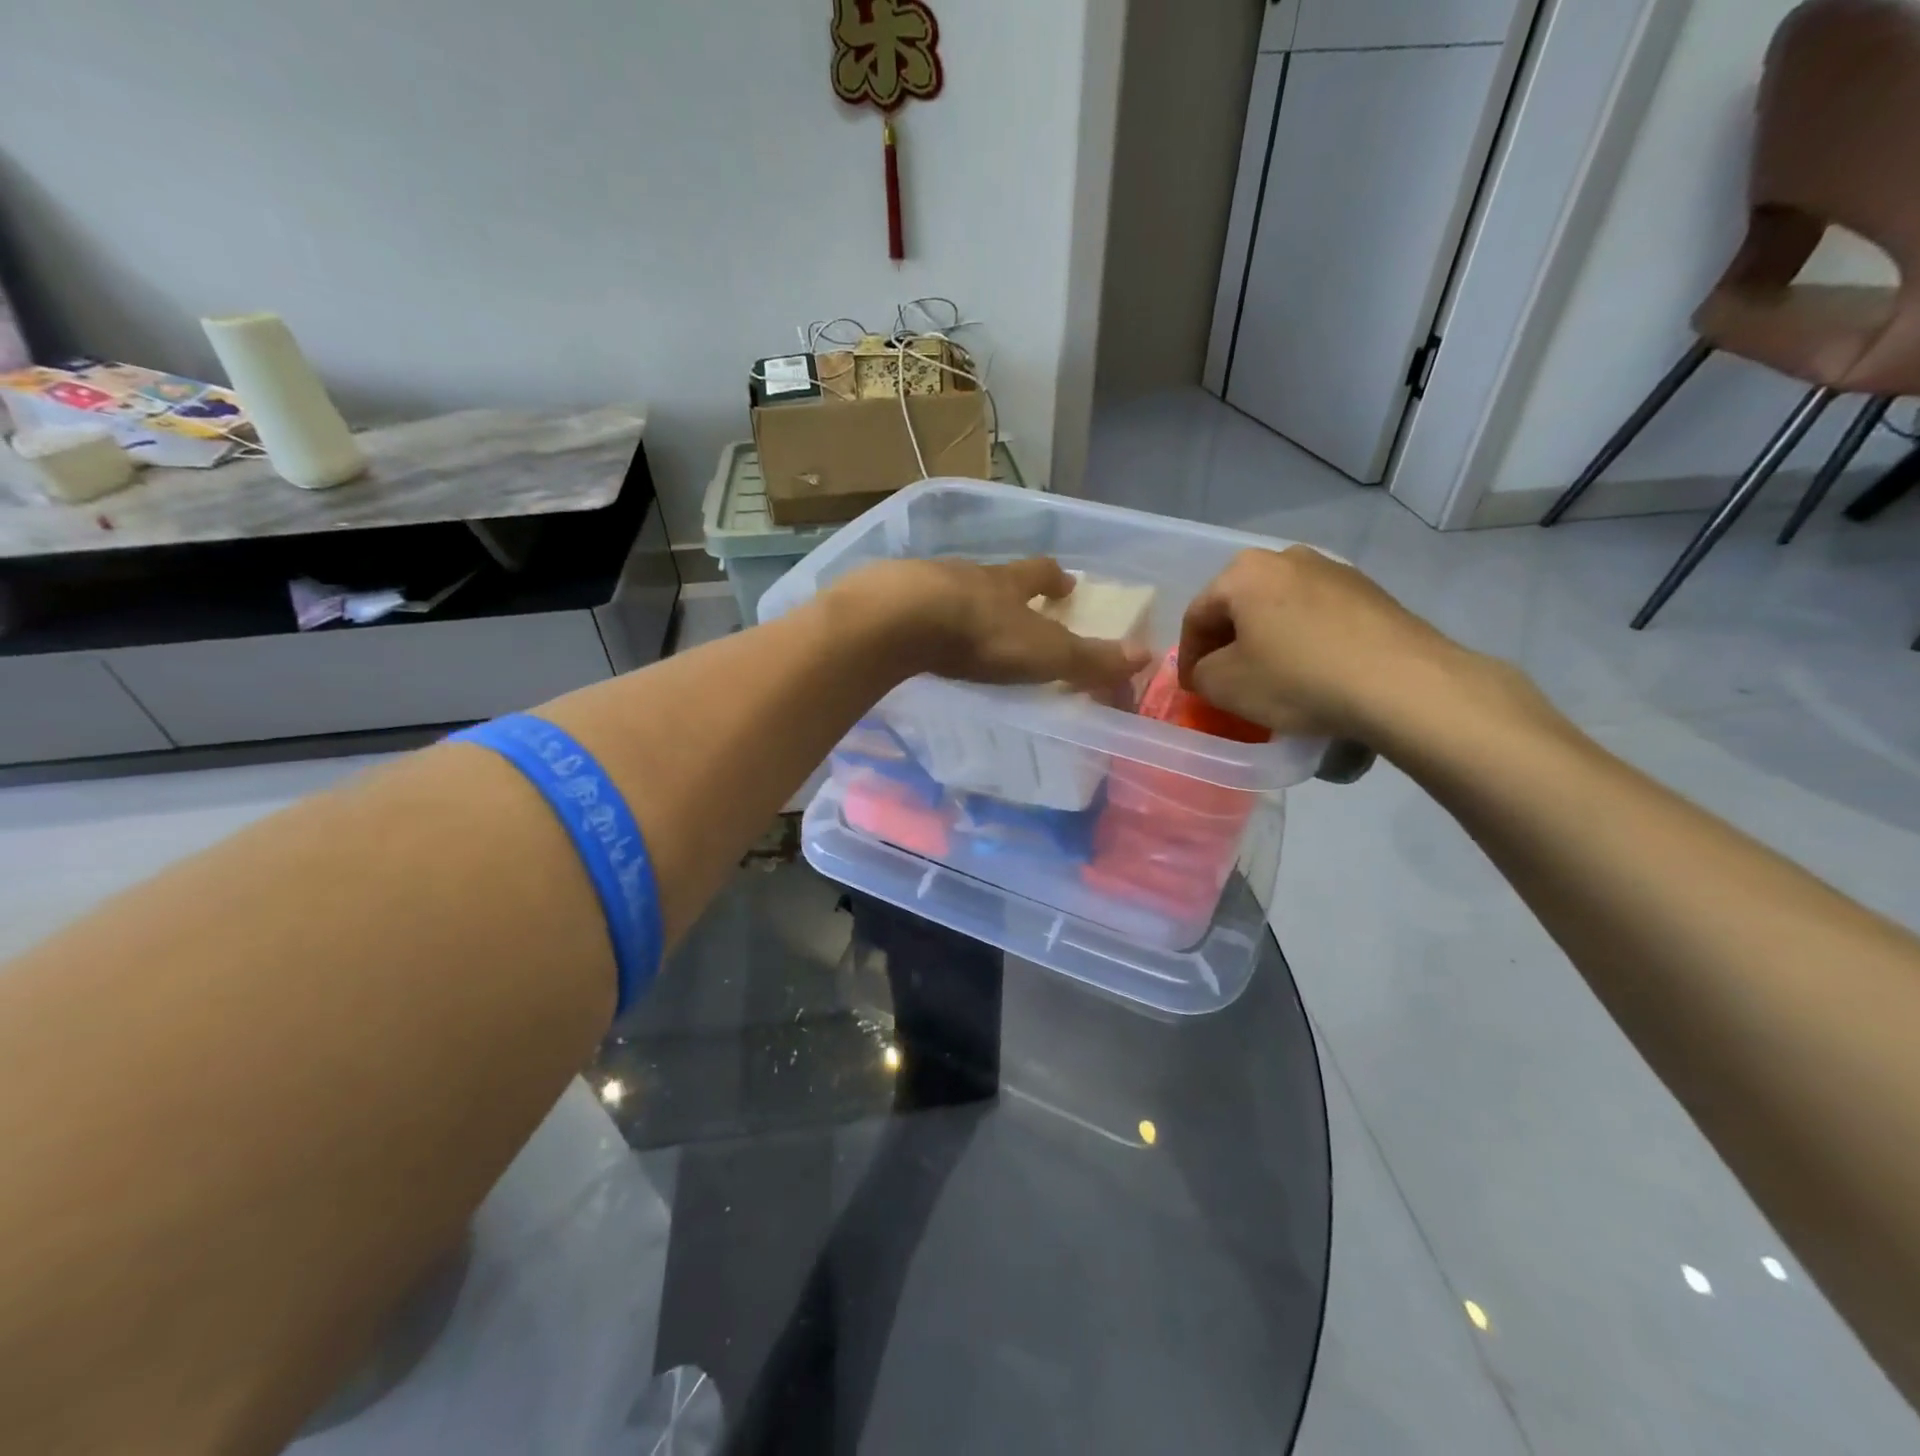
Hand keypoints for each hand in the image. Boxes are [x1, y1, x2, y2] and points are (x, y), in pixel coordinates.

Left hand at [830, 557, 1150, 691]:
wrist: (899, 620)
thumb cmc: (980, 636)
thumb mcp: (1045, 653)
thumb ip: (1090, 659)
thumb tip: (1145, 656)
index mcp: (1008, 583)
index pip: (1041, 573)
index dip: (1056, 579)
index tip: (1067, 583)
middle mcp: (968, 575)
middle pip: (995, 575)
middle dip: (1008, 587)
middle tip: (1015, 601)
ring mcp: (924, 583)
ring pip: (951, 586)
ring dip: (963, 600)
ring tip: (964, 620)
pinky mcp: (887, 599)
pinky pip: (911, 605)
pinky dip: (921, 615)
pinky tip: (917, 632)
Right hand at [1177, 547, 1474, 741]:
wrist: (1402, 684)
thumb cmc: (1297, 679)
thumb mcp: (1225, 685)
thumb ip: (1200, 673)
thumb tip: (1209, 669)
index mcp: (1244, 572)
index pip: (1197, 615)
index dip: (1188, 657)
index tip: (1193, 690)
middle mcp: (1287, 557)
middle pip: (1240, 606)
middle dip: (1228, 644)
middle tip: (1226, 682)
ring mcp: (1334, 571)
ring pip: (1280, 610)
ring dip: (1267, 641)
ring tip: (1271, 679)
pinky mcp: (1370, 593)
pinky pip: (1318, 618)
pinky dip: (1304, 642)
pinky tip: (1312, 674)